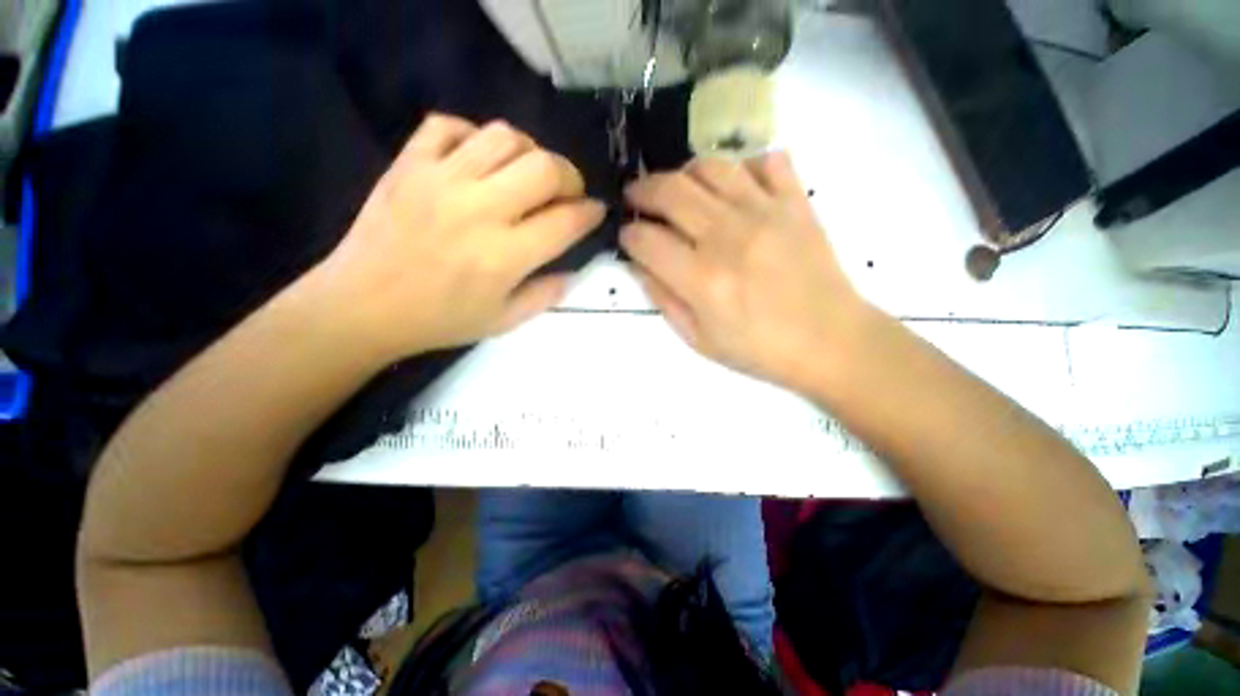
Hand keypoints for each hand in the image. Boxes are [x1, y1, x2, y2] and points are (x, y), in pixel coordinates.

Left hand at [317, 114, 604, 360]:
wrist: (362, 306)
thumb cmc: (439, 320)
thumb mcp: (504, 322)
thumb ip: (546, 295)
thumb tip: (572, 270)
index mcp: (505, 256)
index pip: (565, 221)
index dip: (590, 213)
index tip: (596, 211)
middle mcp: (479, 210)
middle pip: (543, 168)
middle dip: (569, 176)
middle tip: (567, 192)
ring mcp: (440, 180)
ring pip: (503, 136)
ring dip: (529, 152)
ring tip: (527, 173)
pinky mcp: (408, 164)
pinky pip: (449, 126)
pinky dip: (473, 136)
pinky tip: (479, 160)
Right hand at [621, 153, 865, 390]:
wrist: (830, 341)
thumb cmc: (759, 348)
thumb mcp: (698, 339)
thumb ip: (663, 299)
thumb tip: (639, 265)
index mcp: (701, 279)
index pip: (646, 240)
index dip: (628, 236)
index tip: (627, 237)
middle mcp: (727, 237)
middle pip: (670, 191)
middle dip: (642, 191)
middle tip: (636, 198)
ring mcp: (765, 212)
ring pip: (710, 166)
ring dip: (683, 172)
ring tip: (678, 188)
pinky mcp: (796, 202)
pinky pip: (767, 161)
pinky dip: (744, 165)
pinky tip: (733, 185)